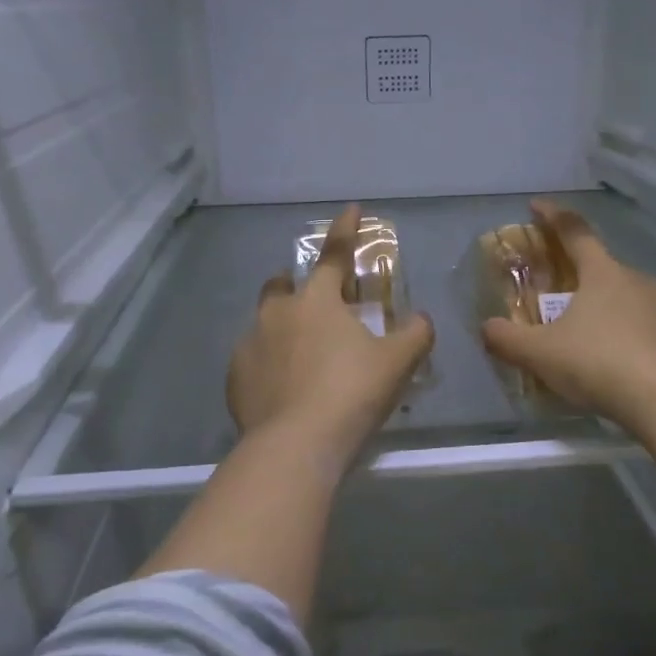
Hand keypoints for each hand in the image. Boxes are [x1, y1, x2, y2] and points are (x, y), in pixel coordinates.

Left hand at [228, 204, 435, 458]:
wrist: (295, 446)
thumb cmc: (351, 393)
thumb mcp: (397, 363)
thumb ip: (415, 334)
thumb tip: (421, 320)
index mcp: (317, 300)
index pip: (334, 254)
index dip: (346, 230)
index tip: (351, 209)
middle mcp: (277, 313)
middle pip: (283, 284)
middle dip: (297, 283)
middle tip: (315, 301)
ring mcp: (249, 344)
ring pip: (265, 323)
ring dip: (282, 327)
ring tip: (300, 354)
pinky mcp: (234, 379)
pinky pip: (253, 360)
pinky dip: (269, 365)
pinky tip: (282, 388)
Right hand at [481, 200, 655, 432]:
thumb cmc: (599, 365)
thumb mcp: (540, 354)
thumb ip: (507, 339)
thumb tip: (487, 328)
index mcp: (603, 274)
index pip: (574, 232)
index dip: (553, 216)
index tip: (537, 206)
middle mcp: (641, 281)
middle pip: (606, 272)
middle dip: (584, 283)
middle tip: (565, 307)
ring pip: (637, 303)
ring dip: (616, 315)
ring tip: (601, 348)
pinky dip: (645, 343)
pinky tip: (635, 370)